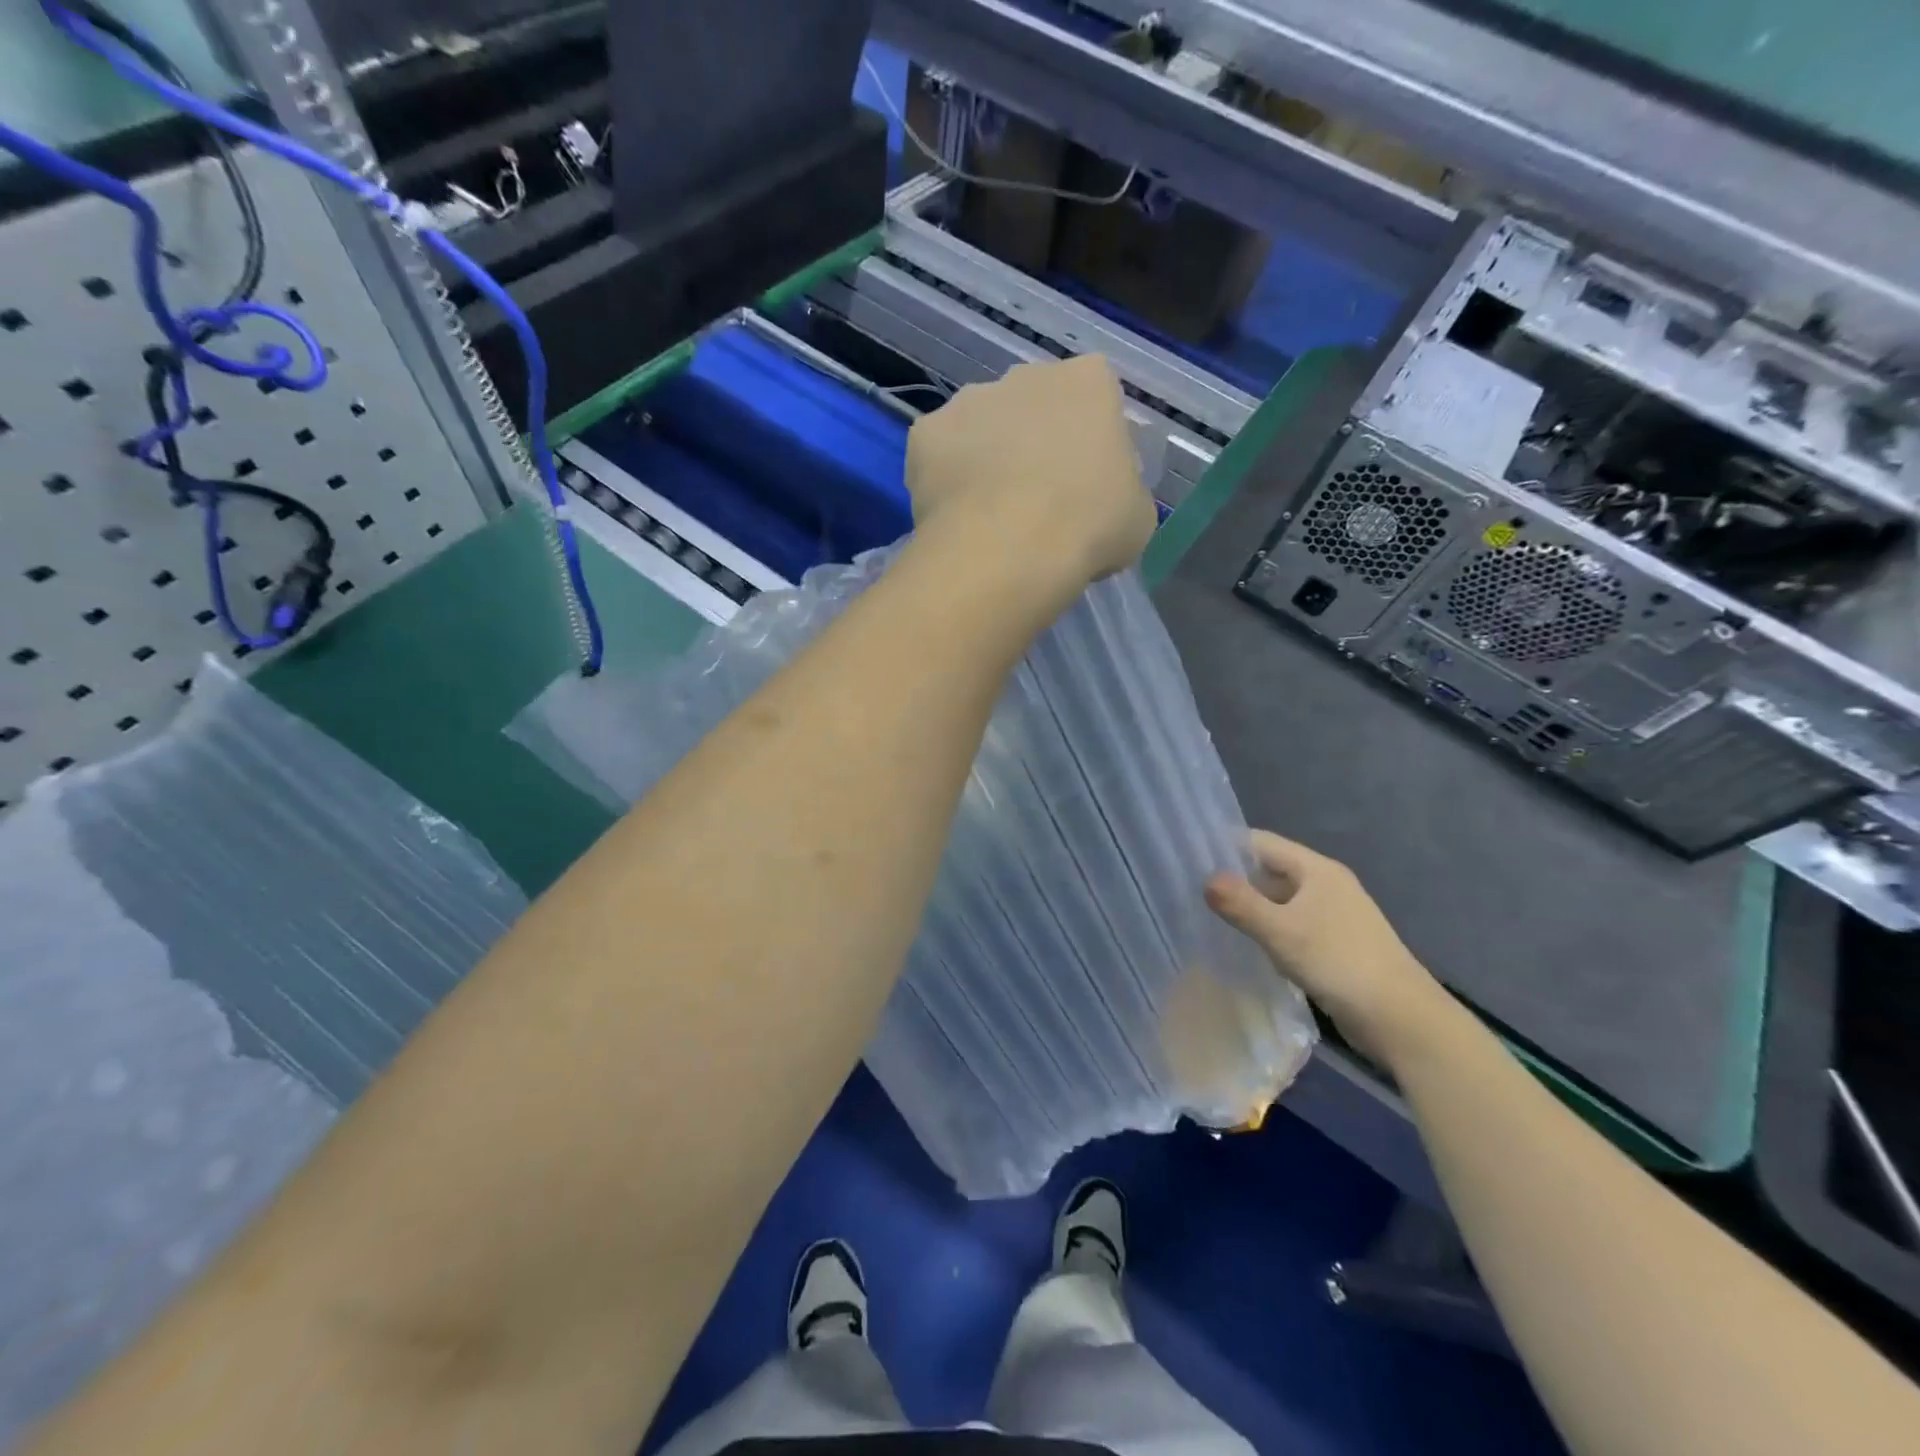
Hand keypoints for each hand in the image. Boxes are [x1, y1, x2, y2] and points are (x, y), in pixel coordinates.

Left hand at [906, 356, 1156, 588]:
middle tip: (1036, 500)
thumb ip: (1121, 490)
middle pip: (1032, 405)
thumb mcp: (1136, 515)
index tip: (1085, 482)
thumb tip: (1102, 499)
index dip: (1089, 441)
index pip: (1095, 398)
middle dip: (1033, 442)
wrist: (1007, 551)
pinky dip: (945, 479)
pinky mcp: (925, 433)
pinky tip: (954, 517)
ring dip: (986, 457)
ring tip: (990, 515)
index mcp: (1088, 382)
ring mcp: (970, 400)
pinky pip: (939, 455)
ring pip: (981, 426)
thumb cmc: (1088, 528)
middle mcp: (1026, 375)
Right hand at [1204, 830, 1454, 1065]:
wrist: (1402, 1019)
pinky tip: (1247, 947)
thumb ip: (1240, 903)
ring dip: (1251, 908)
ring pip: (1280, 901)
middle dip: (1234, 879)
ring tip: (1210, 918)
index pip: (1261, 843)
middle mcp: (1326, 885)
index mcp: (1317, 869)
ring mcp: (1333, 915)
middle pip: (1270, 870)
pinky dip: (1269, 931)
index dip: (1226, 846)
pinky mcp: (1336, 944)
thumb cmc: (1339, 962)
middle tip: (1192, 891)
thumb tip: (1205, 879)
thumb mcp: (1281, 931)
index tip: (1189, 857)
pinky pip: (1292, 925)